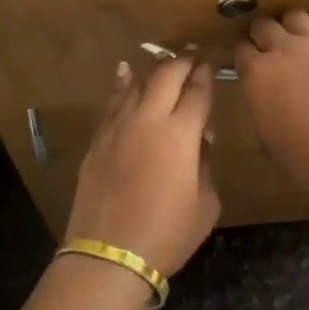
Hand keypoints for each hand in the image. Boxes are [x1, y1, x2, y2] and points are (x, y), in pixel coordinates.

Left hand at [66, 56, 218, 277]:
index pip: (197, 91)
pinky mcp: (98, 139)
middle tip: (192, 54)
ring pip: (137, 82)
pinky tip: (124, 72)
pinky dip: (121, 83)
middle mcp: (149, 119)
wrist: (109, 255)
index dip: (205, 75)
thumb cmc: (167, 234)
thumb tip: (199, 141)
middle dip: (182, 60)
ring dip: (154, 68)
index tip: (210, 64)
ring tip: (165, 59)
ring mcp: (118, 126)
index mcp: (181, 134)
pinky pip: (112, 101)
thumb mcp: (205, 204)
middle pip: (166, 75)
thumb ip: (205, 165)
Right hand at [233, 12, 308, 217]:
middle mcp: (284, 49)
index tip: (247, 66)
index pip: (240, 49)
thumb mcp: (268, 138)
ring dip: (291, 28)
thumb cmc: (306, 159)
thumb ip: (262, 107)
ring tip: (297, 45)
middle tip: (269, 52)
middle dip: (263, 36)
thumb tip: (266, 98)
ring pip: (296, 17)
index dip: (244, 57)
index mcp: (257, 73)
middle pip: (264, 25)